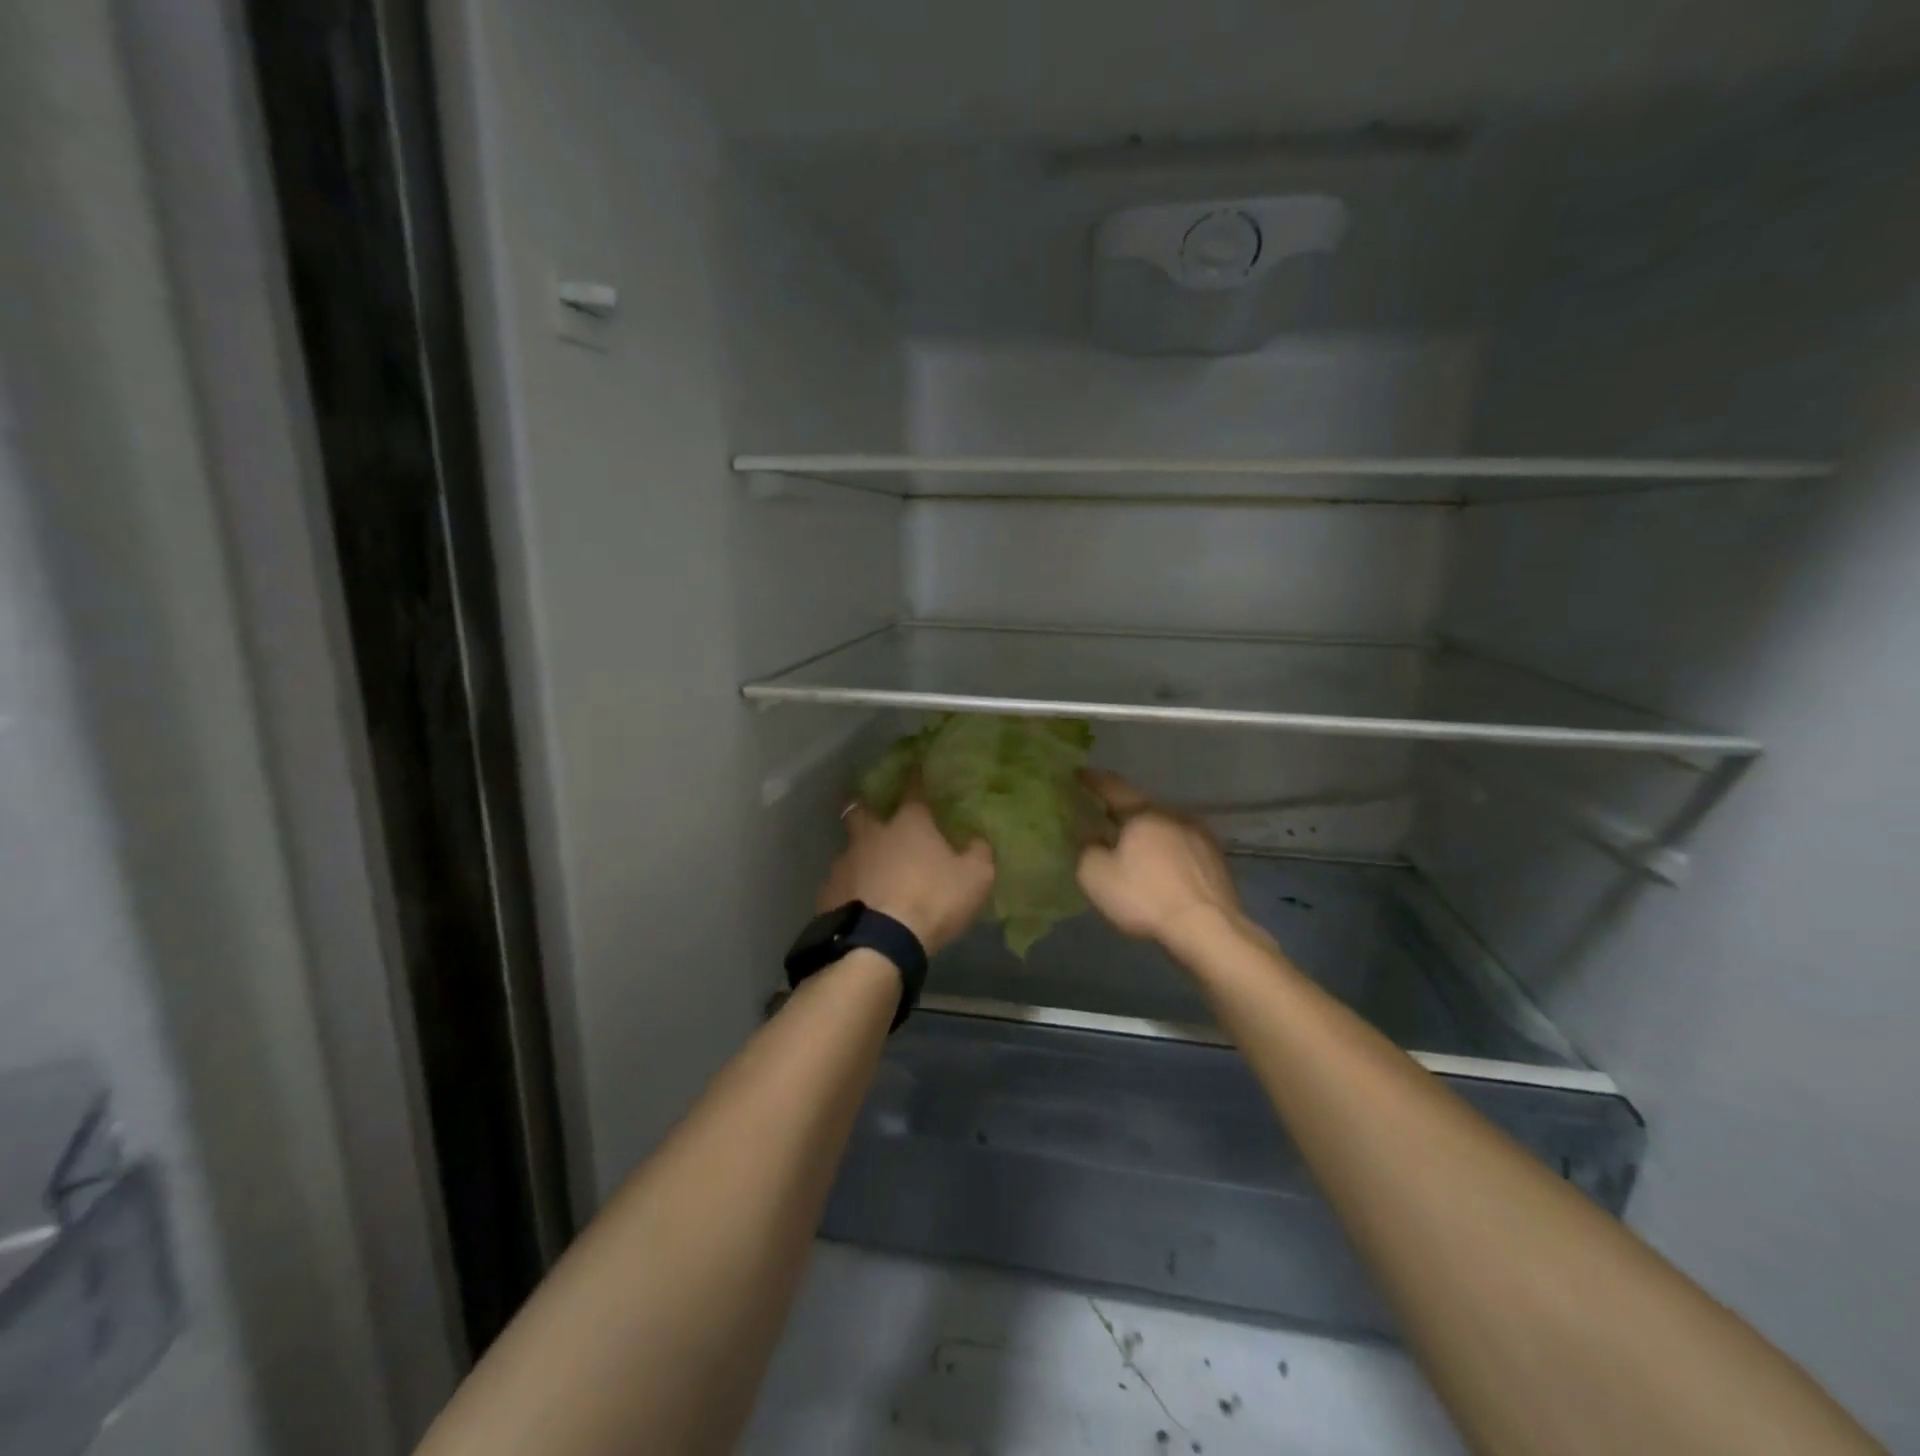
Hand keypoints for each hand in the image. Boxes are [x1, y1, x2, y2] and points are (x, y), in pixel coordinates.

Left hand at [818, 789, 994, 955]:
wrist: (879, 943)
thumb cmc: (933, 900)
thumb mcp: (976, 878)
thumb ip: (979, 852)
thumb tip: (977, 837)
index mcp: (908, 824)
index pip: (913, 789)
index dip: (915, 775)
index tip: (914, 763)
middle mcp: (871, 835)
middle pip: (859, 809)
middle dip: (863, 805)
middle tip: (870, 813)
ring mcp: (844, 863)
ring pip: (848, 849)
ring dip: (858, 856)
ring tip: (868, 873)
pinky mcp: (827, 893)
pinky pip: (839, 885)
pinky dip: (849, 889)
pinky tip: (858, 904)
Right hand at [1076, 771, 1244, 945]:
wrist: (1208, 929)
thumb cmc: (1145, 897)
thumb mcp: (1096, 876)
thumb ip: (1086, 848)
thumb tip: (1089, 835)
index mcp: (1143, 813)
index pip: (1113, 787)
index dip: (1093, 780)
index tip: (1079, 774)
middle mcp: (1174, 814)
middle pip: (1141, 808)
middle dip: (1122, 813)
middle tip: (1104, 820)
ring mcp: (1200, 836)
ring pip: (1165, 827)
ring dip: (1148, 834)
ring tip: (1134, 850)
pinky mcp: (1216, 859)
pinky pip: (1183, 847)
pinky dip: (1168, 852)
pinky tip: (1162, 870)